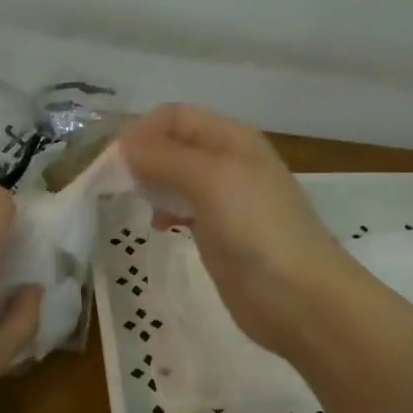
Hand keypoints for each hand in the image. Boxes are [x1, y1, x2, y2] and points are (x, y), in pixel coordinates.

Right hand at [119, 104, 363, 359]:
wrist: (298, 297)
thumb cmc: (257, 229)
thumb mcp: (210, 180)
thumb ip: (165, 158)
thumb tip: (124, 143)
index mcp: (232, 139)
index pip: (175, 116)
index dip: (143, 130)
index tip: (114, 161)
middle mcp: (228, 162)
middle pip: (174, 145)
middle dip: (143, 158)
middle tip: (116, 185)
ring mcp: (224, 201)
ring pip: (175, 178)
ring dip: (151, 185)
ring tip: (135, 204)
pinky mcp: (219, 234)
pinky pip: (183, 209)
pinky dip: (164, 212)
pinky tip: (158, 228)